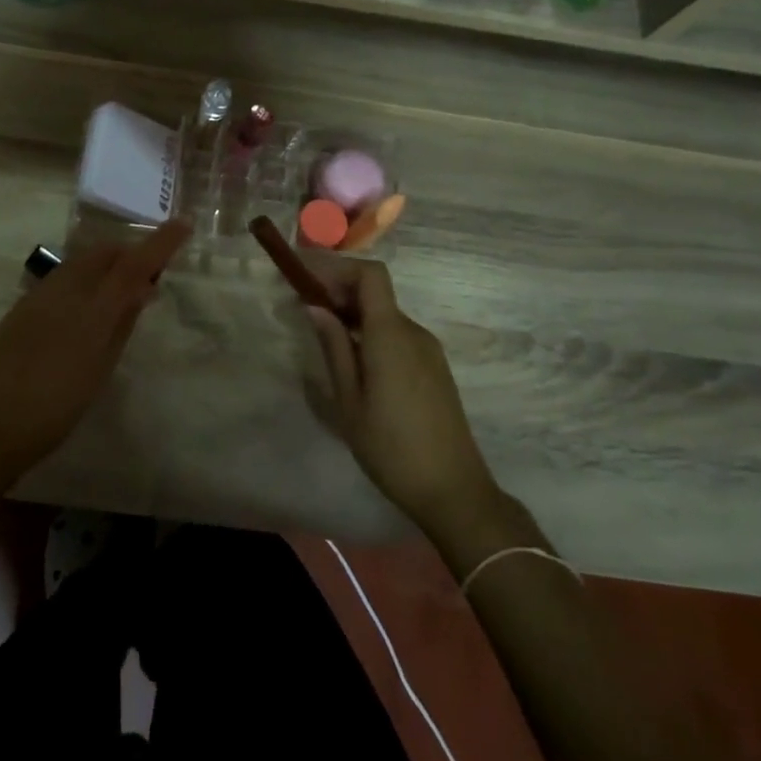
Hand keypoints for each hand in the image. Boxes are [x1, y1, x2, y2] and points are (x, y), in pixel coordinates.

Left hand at [0, 222, 190, 480]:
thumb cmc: (54, 410)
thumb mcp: (99, 370)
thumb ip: (122, 324)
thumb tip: (143, 289)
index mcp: (91, 311)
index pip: (133, 265)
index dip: (161, 242)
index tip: (183, 223)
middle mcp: (65, 291)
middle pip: (104, 253)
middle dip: (130, 253)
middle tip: (149, 277)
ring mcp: (38, 295)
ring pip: (81, 261)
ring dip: (106, 264)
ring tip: (121, 292)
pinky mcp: (21, 306)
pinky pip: (62, 277)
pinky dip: (84, 278)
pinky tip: (87, 307)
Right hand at [302, 259, 499, 534]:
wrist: (454, 491)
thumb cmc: (391, 447)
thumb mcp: (349, 401)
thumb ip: (334, 348)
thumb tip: (315, 307)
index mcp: (391, 334)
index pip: (371, 275)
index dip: (338, 269)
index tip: (308, 281)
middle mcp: (414, 332)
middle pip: (376, 292)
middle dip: (339, 292)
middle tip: (306, 310)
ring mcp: (428, 350)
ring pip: (385, 315)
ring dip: (354, 315)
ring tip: (325, 337)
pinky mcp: (434, 368)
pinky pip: (398, 335)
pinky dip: (371, 333)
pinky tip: (354, 361)